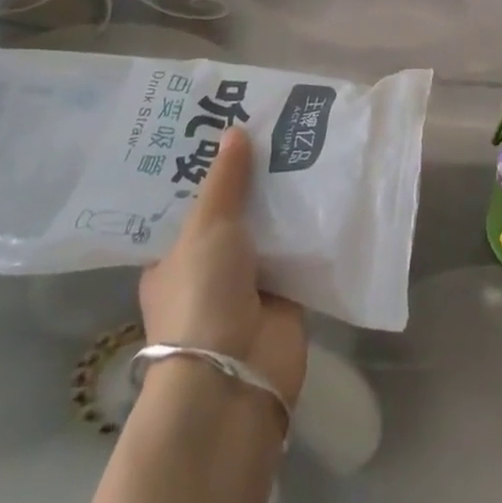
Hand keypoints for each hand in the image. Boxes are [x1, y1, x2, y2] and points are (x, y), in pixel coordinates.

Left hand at [140, 128, 308, 408]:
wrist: (235, 376)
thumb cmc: (202, 295)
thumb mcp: (207, 227)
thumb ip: (225, 181)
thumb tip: (235, 131)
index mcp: (172, 257)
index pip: (188, 204)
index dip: (206, 169)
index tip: (227, 128)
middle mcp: (208, 268)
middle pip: (233, 212)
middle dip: (253, 178)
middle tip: (276, 127)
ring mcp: (248, 283)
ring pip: (269, 229)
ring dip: (285, 198)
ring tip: (306, 143)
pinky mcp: (285, 295)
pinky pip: (300, 250)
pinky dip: (312, 226)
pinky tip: (329, 185)